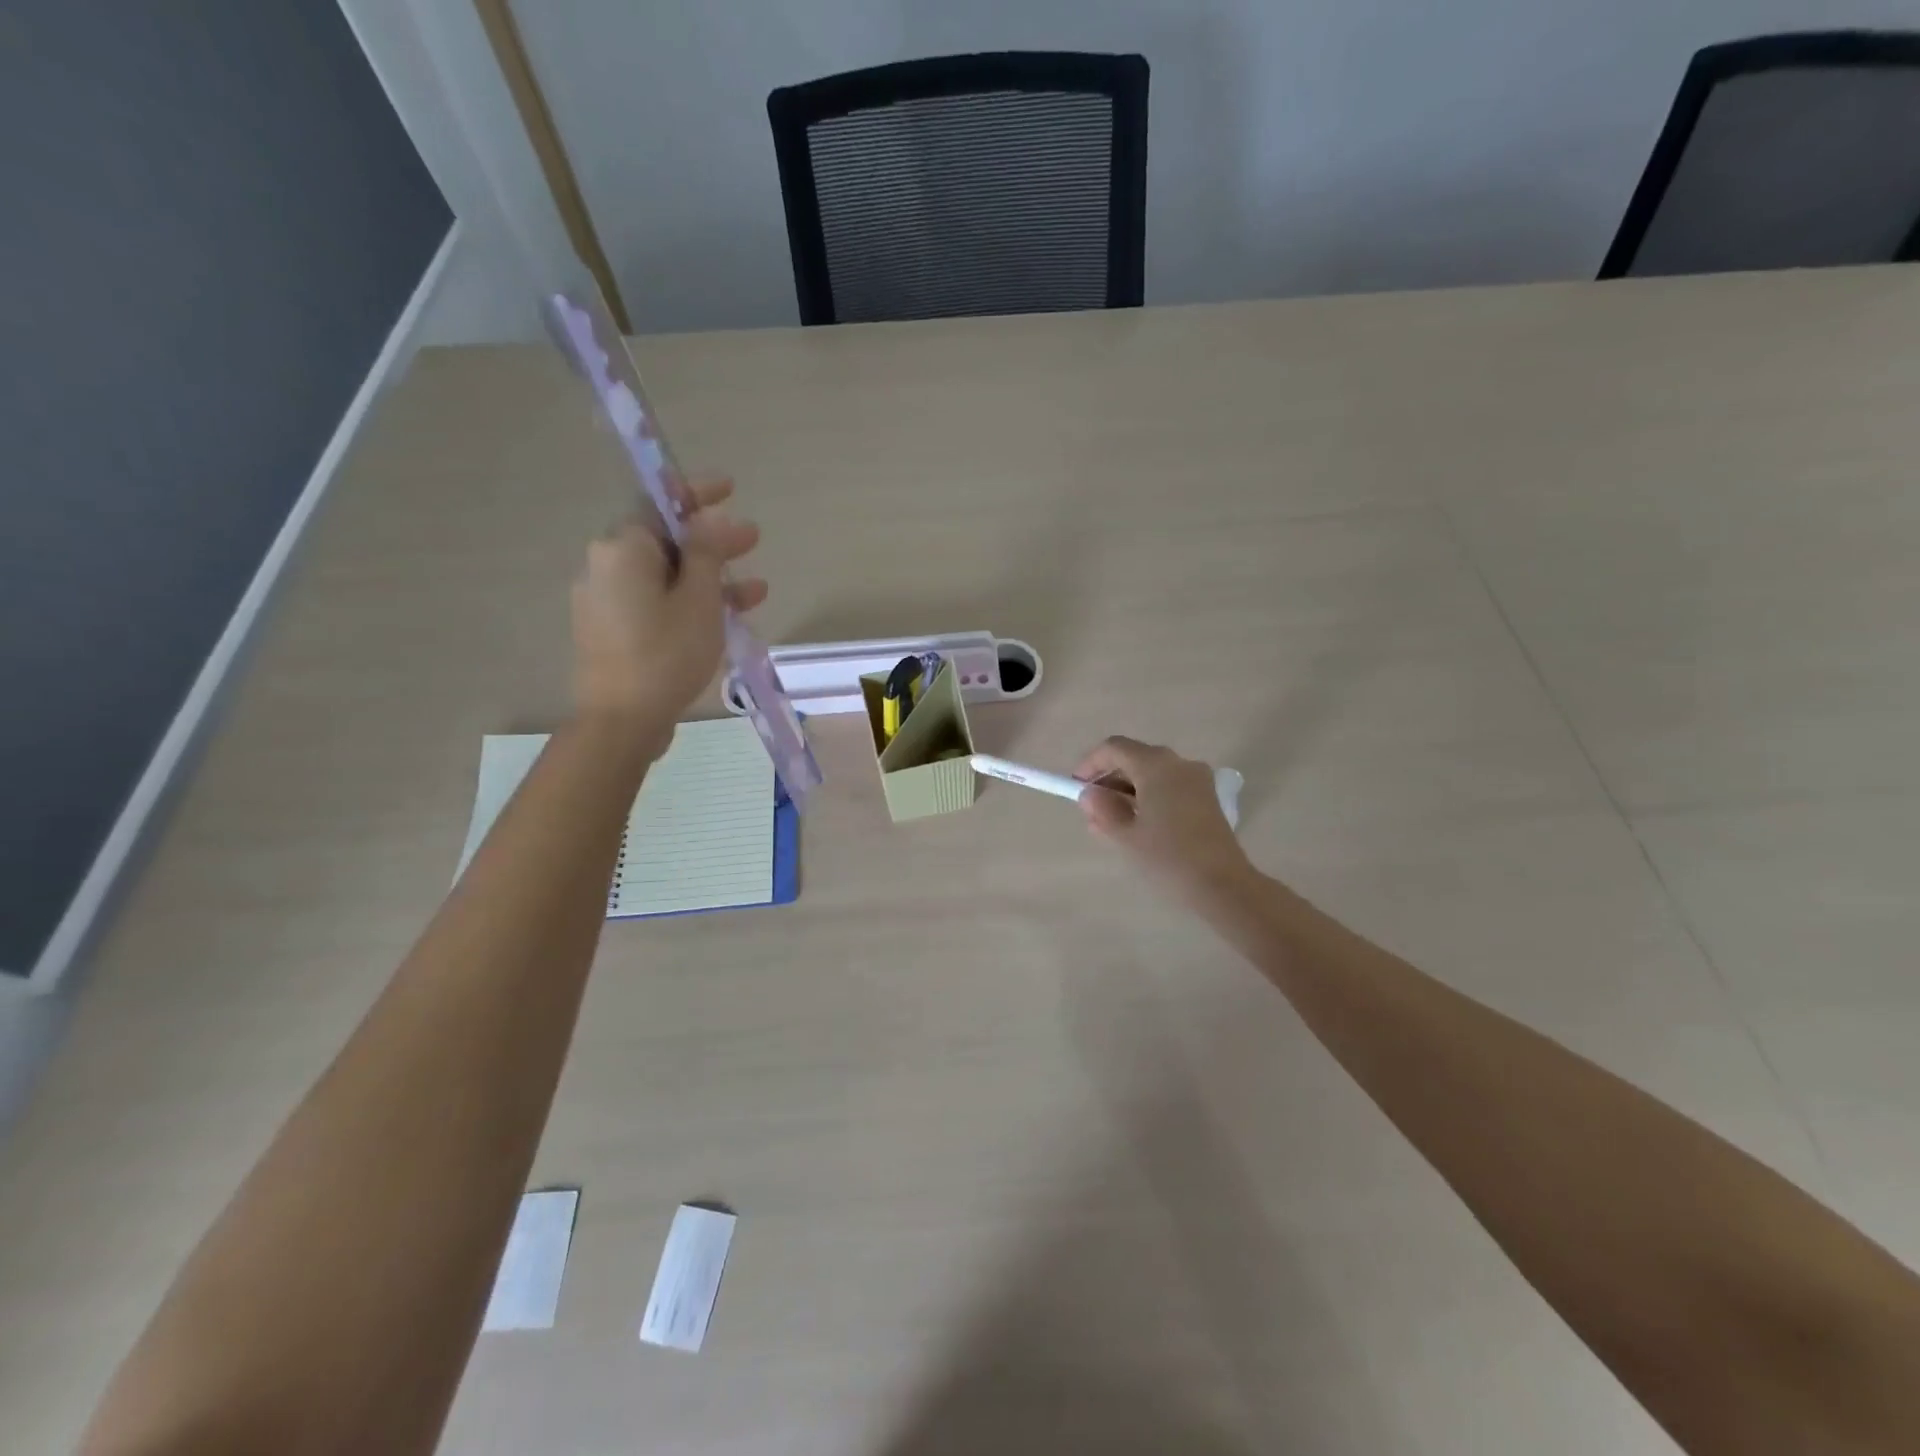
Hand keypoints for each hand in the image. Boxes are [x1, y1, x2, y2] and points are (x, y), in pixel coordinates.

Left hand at [571, 476, 764, 751]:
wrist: (622, 720)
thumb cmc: (665, 653)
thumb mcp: (699, 599)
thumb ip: (706, 552)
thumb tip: (711, 519)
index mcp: (623, 549)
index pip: (660, 503)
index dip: (697, 493)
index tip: (730, 489)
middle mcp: (606, 566)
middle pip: (666, 542)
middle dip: (713, 542)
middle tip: (754, 540)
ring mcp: (607, 601)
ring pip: (667, 577)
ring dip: (711, 579)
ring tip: (757, 590)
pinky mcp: (613, 631)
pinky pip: (657, 604)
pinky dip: (690, 604)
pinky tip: (728, 619)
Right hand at [1075, 736, 1253, 903]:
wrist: (1223, 885)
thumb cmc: (1168, 857)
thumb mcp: (1125, 835)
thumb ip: (1102, 809)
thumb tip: (1090, 794)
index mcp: (1155, 765)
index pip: (1114, 748)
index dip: (1090, 764)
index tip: (1076, 788)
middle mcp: (1178, 763)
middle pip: (1134, 759)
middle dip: (1109, 780)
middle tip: (1092, 810)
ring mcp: (1197, 780)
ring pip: (1152, 774)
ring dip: (1128, 792)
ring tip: (1111, 824)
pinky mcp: (1207, 798)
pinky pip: (1170, 787)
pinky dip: (1149, 798)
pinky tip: (1139, 826)